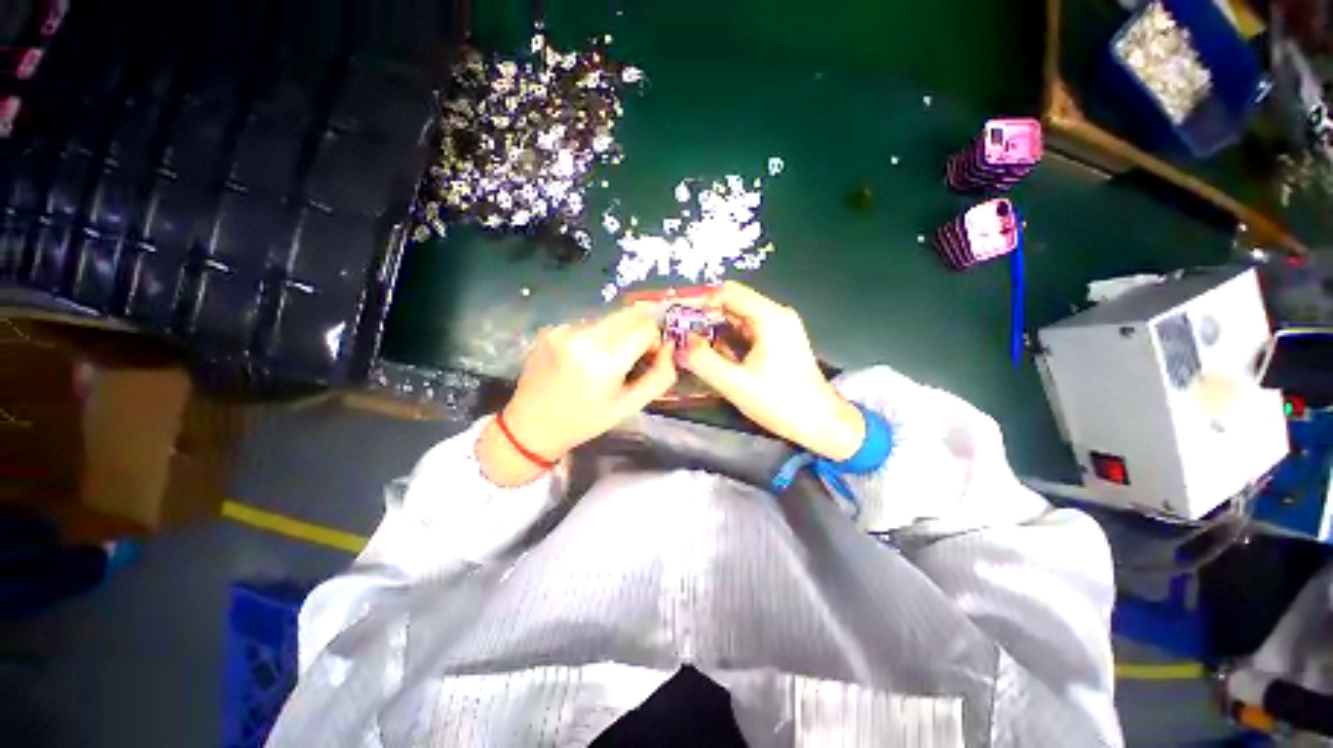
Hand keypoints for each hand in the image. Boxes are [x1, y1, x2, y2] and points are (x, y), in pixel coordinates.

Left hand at [479, 307, 676, 485]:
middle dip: (639, 331)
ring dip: (617, 334)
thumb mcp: (629, 406)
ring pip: (609, 318)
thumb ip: (659, 377)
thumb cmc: (585, 421)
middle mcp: (583, 336)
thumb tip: (670, 348)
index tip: (647, 358)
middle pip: (629, 313)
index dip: (654, 340)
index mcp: (604, 360)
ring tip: (604, 362)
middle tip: (631, 356)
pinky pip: (588, 323)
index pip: (646, 326)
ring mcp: (564, 329)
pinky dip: (595, 337)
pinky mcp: (552, 328)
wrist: (531, 426)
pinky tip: (583, 360)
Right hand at [682, 281, 864, 460]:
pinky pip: (746, 332)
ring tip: (689, 345)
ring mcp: (779, 328)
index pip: (727, 292)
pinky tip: (714, 356)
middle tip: (678, 332)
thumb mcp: (735, 383)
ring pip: (737, 319)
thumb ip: (703, 361)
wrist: (820, 423)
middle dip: (704, 316)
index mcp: (769, 317)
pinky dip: (727, 340)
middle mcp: (776, 315)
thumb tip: (679, 345)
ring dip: (714, 330)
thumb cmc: (780, 402)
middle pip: (732, 303)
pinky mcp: (778, 342)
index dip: (699, 299)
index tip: (676, 313)